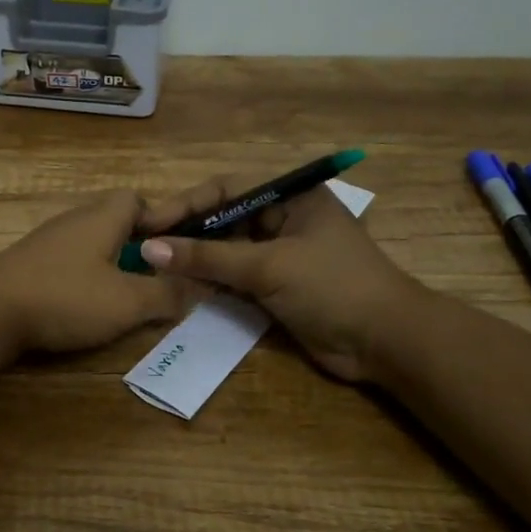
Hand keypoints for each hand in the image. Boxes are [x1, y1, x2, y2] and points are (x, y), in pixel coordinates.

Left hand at [0, 190, 195, 355]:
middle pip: (114, 223)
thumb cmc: (65, 297)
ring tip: (123, 299)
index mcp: (102, 218)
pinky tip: (83, 308)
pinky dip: (83, 281)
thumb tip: (199, 286)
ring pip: (91, 245)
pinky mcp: (28, 265)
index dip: (161, 222)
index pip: (138, 200)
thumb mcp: (127, 302)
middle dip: (138, 249)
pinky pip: (68, 264)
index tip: (174, 252)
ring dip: (111, 267)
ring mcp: (47, 242)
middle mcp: (74, 221)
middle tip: (153, 281)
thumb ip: (167, 294)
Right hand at [135, 174, 428, 382]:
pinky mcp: (278, 286)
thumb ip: (207, 257)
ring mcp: (281, 254)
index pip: (225, 189)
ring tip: (156, 269)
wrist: (385, 342)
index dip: (185, 204)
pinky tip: (183, 289)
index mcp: (290, 196)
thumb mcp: (267, 266)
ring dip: (197, 260)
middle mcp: (283, 218)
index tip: (148, 223)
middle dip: (187, 233)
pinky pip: (236, 277)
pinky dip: (212, 282)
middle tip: (146, 248)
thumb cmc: (332, 286)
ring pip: (227, 250)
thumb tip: (149, 249)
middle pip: (224, 218)